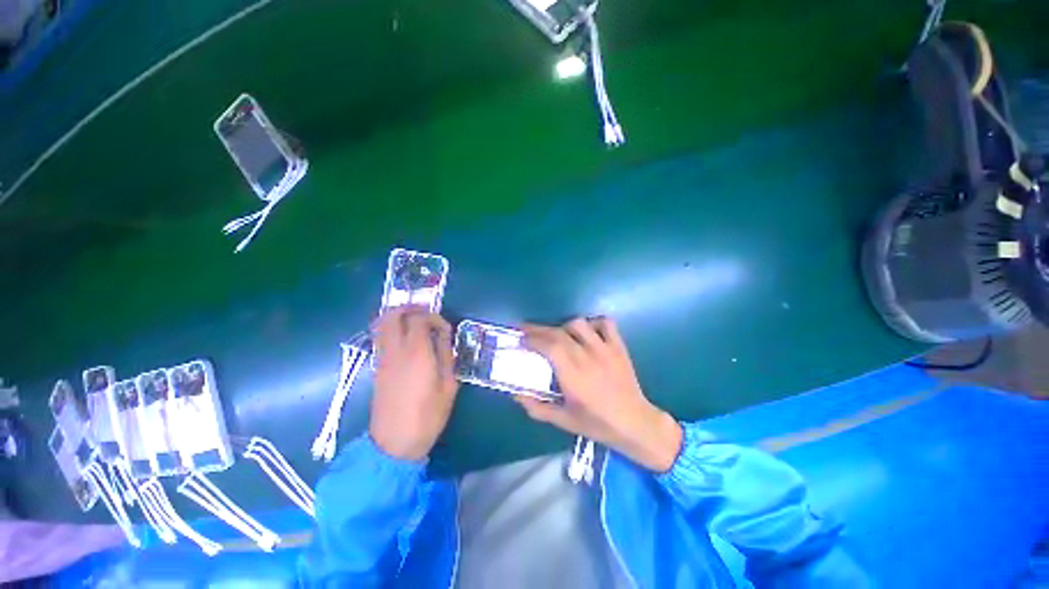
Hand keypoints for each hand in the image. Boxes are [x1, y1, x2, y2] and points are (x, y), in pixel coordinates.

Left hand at [370, 307, 458, 460]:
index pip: (419, 319)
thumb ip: (446, 355)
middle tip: (425, 314)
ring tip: (415, 323)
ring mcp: (382, 358)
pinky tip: (406, 340)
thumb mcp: (448, 385)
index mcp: (416, 353)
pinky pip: (381, 337)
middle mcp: (395, 351)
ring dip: (397, 317)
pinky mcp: (377, 367)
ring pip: (381, 324)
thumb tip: (443, 336)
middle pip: (393, 315)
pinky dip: (391, 329)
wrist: (394, 443)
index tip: (444, 329)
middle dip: (409, 308)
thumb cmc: (428, 415)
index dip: (433, 317)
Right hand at [517, 318, 682, 472]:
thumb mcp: (563, 420)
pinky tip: (586, 332)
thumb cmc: (597, 424)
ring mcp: (605, 349)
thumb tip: (515, 393)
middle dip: (538, 329)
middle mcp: (588, 357)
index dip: (532, 339)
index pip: (549, 347)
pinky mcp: (618, 346)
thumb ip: (537, 407)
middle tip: (526, 330)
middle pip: (559, 333)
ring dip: (563, 326)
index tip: (520, 338)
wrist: (635, 423)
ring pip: (579, 324)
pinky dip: (593, 323)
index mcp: (573, 376)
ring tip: (557, 335)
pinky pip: (605, 323)